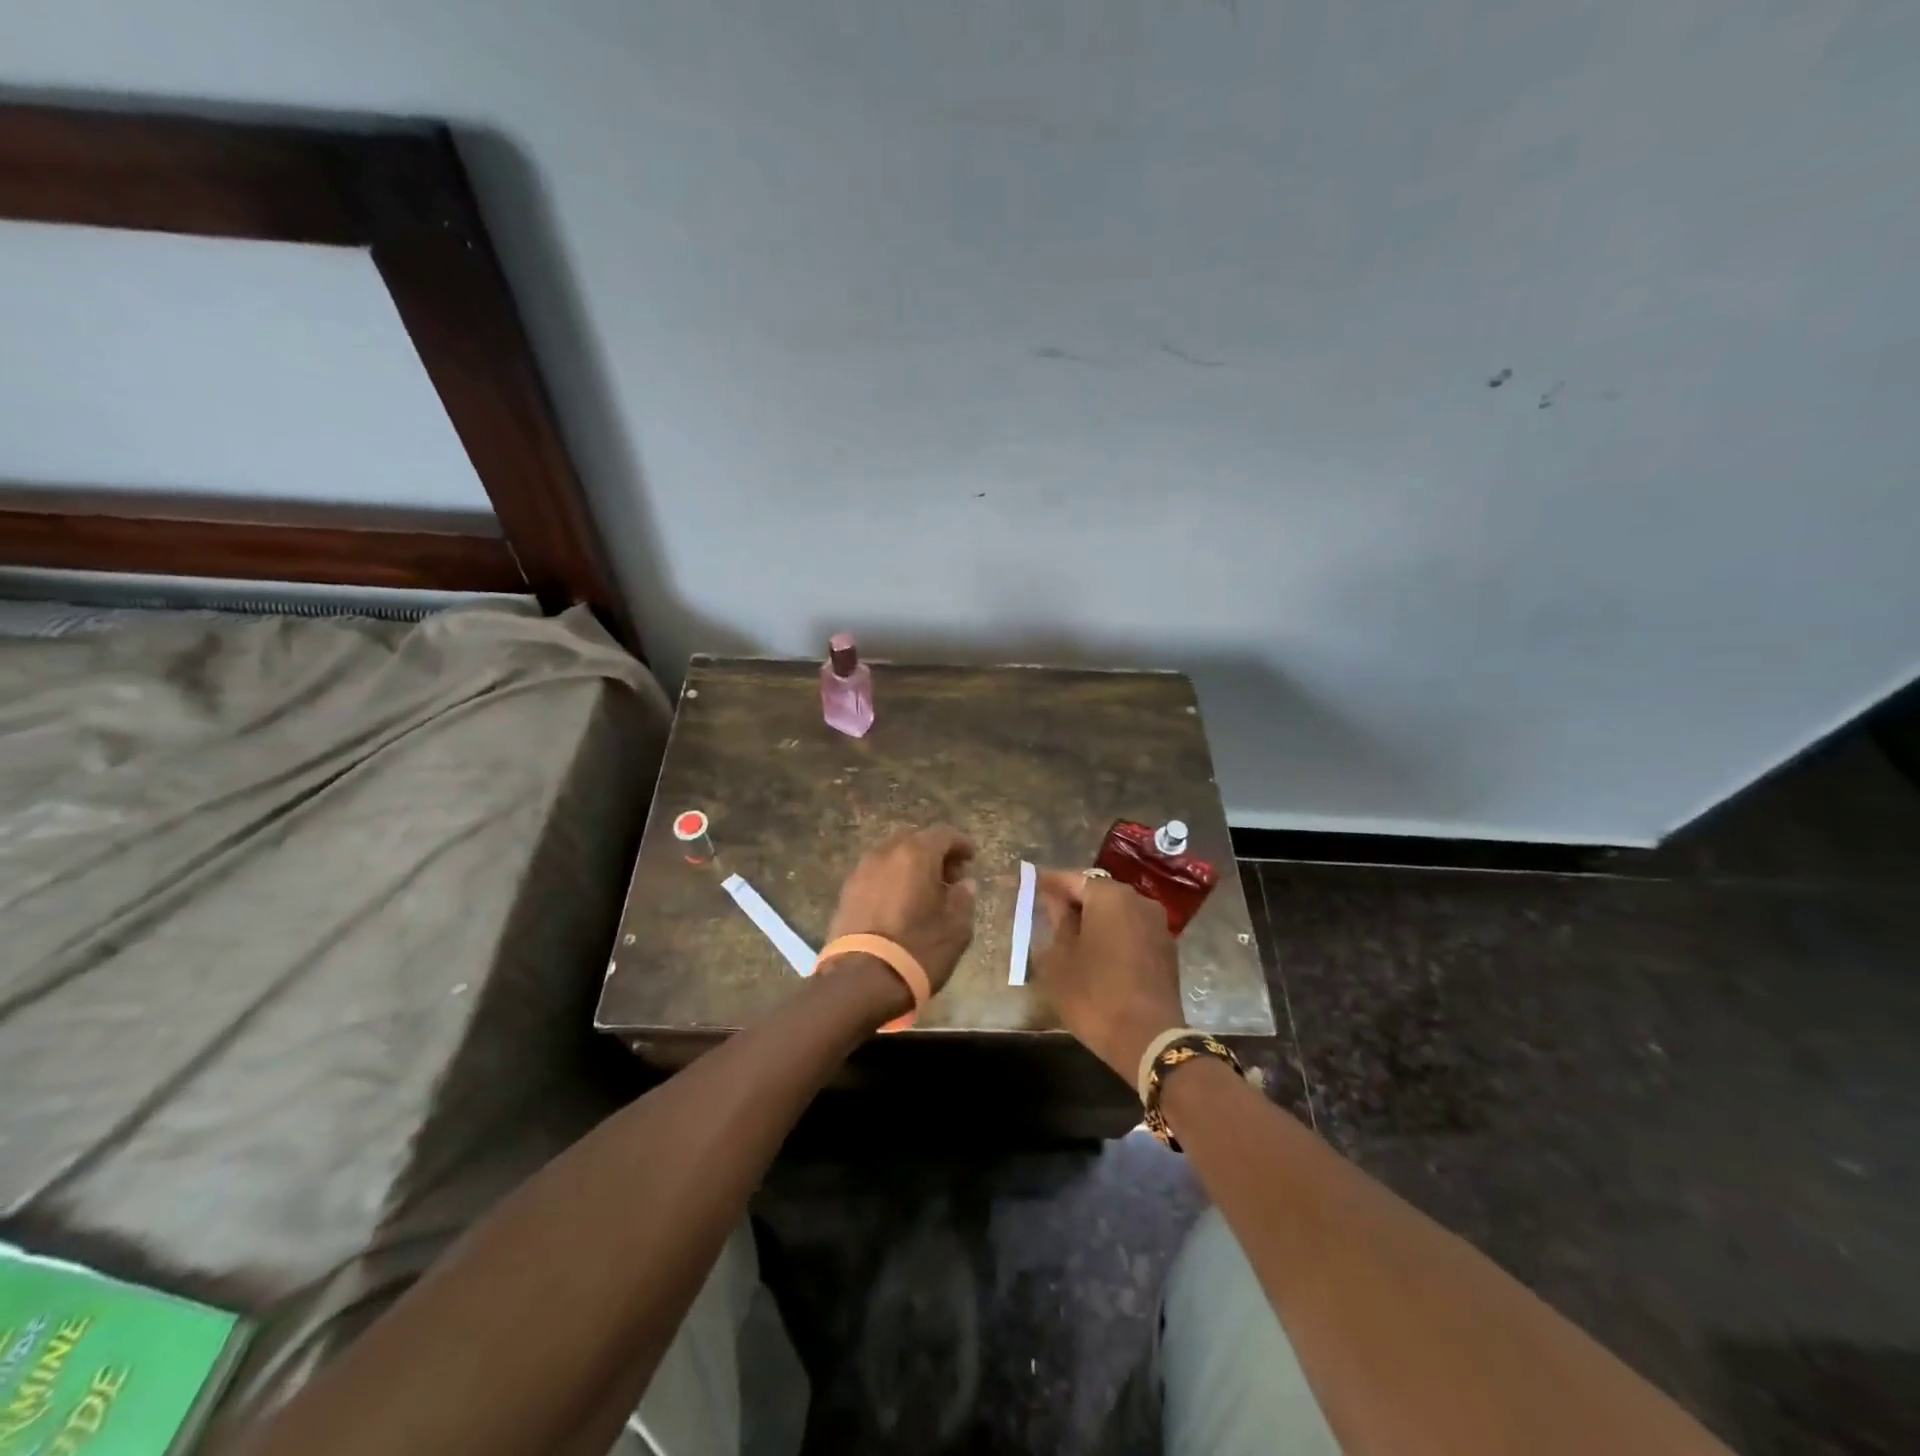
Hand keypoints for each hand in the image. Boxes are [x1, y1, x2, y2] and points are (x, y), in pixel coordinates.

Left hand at [826, 825, 978, 995]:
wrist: (860, 981)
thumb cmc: (917, 950)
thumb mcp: (956, 928)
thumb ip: (963, 899)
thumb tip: (963, 885)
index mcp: (916, 854)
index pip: (943, 834)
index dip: (960, 844)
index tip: (971, 859)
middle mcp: (886, 853)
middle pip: (914, 839)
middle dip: (934, 853)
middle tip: (950, 877)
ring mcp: (861, 871)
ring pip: (892, 855)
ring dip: (911, 866)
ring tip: (925, 892)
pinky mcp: (846, 892)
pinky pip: (876, 874)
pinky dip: (892, 879)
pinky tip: (901, 904)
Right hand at [1032, 870, 1184, 1083]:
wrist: (1149, 1040)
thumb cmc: (1094, 994)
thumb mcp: (1060, 959)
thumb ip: (1057, 922)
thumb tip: (1056, 902)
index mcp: (1109, 897)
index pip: (1073, 879)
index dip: (1050, 883)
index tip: (1032, 884)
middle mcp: (1138, 901)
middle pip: (1099, 892)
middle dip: (1074, 900)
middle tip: (1049, 911)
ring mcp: (1157, 925)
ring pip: (1118, 911)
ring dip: (1095, 918)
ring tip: (1070, 934)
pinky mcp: (1166, 949)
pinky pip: (1132, 930)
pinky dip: (1113, 934)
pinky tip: (1097, 951)